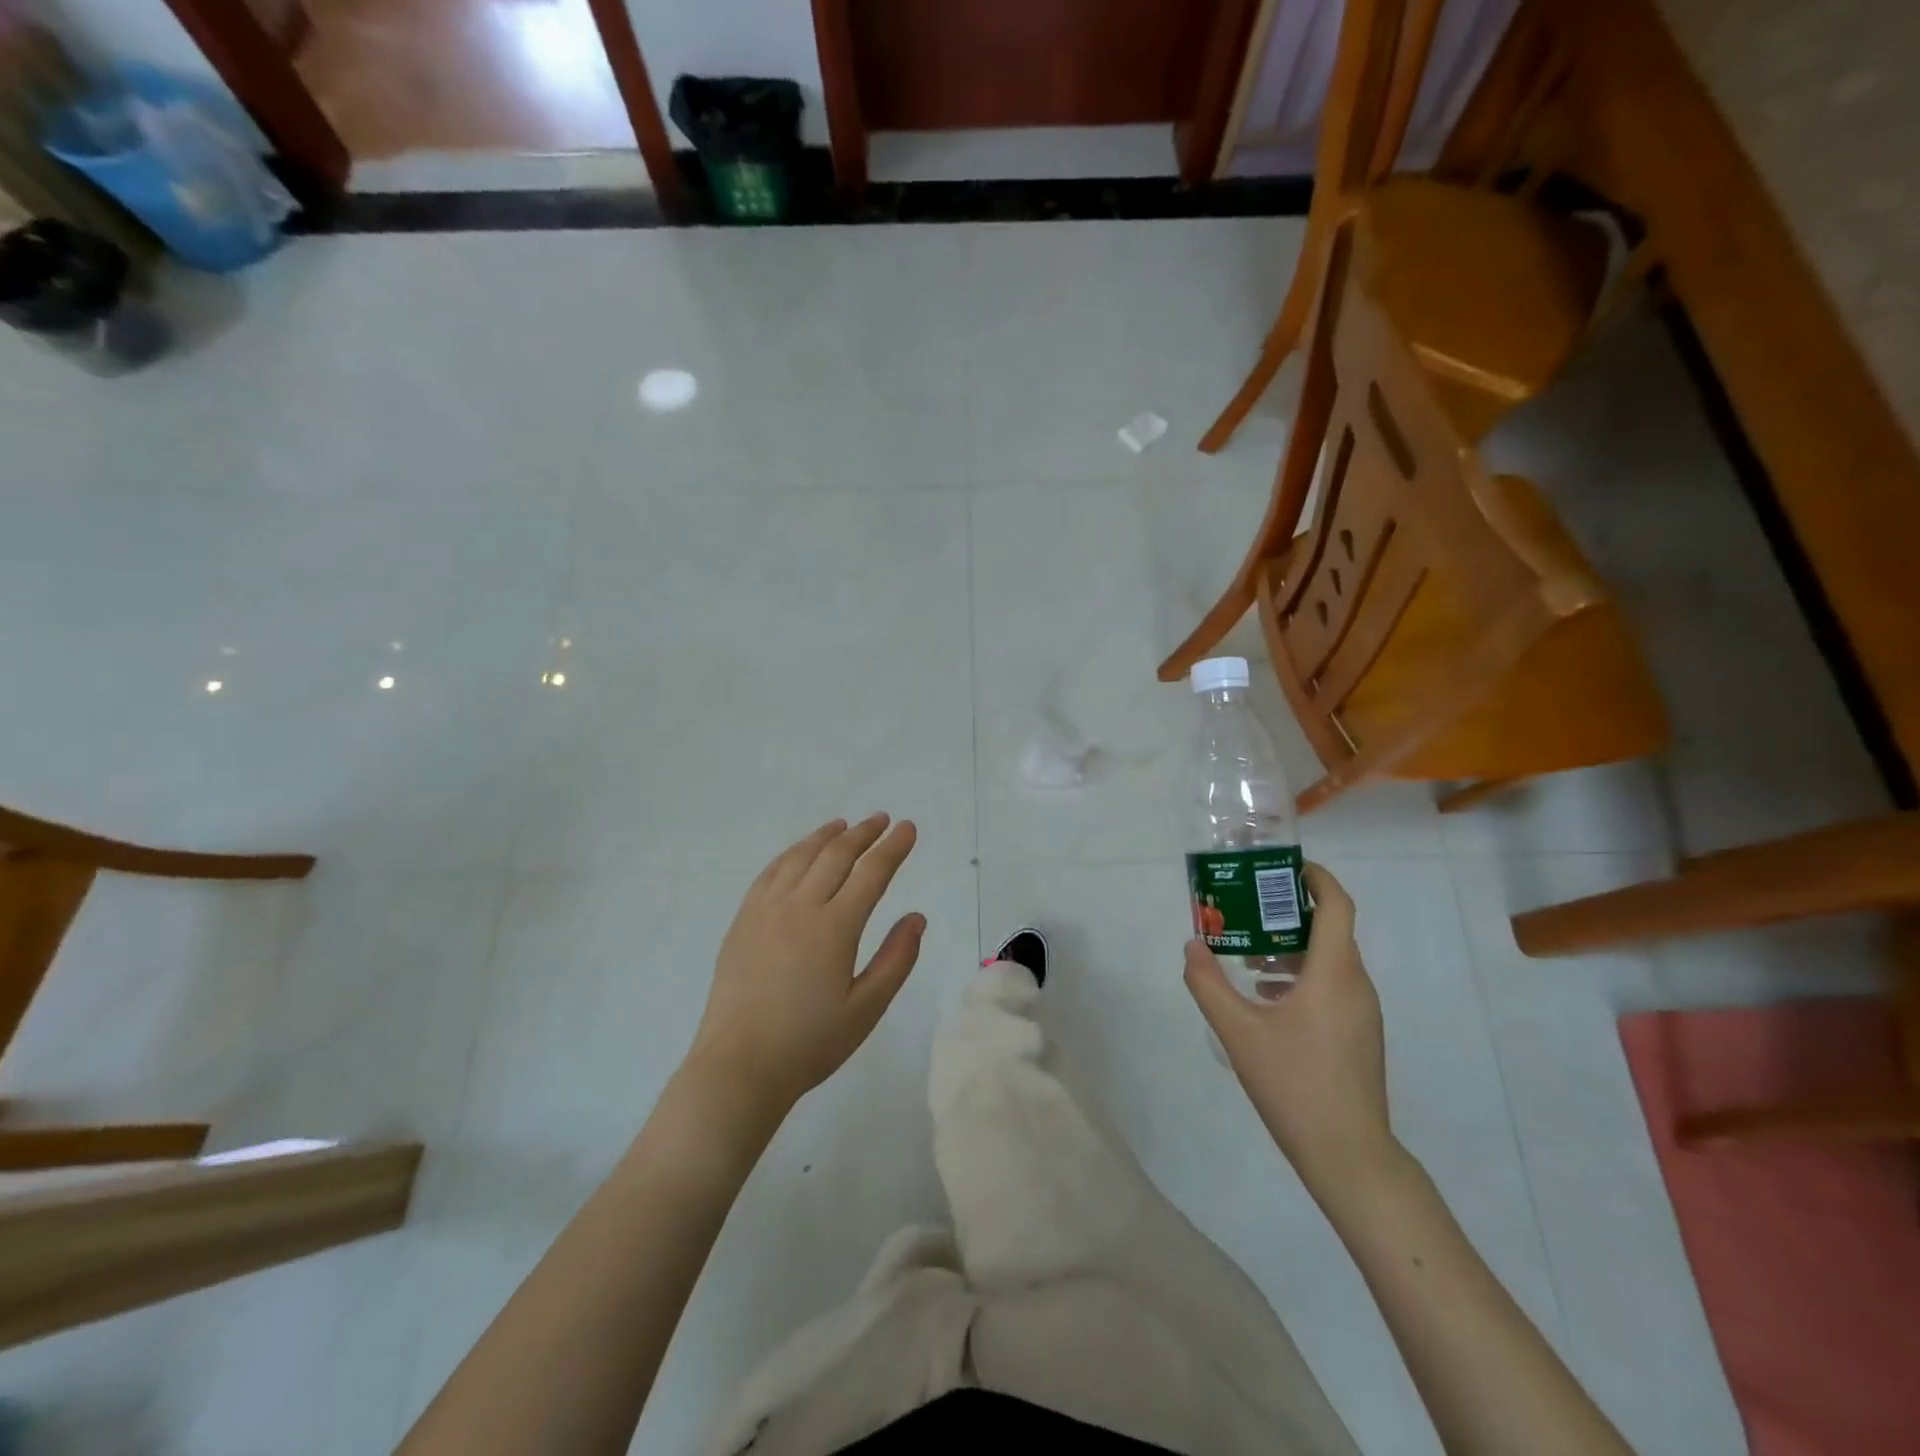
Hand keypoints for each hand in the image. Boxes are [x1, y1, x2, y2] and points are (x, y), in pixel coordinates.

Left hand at [687, 815, 924, 1119]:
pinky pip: (770, 873)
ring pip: (800, 857)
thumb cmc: (809, 1044)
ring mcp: (765, 910)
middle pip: (835, 855)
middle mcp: (799, 907)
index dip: (893, 847)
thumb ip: (896, 959)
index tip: (907, 828)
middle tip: (881, 820)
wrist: (738, 1067)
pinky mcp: (743, 921)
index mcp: (834, 928)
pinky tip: (799, 853)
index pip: (871, 873)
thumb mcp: (866, 1009)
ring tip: (843, 825)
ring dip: (826, 836)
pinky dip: (791, 854)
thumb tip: (916, 917)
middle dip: (863, 833)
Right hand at [1184, 864, 1395, 1200]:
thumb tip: (1192, 945)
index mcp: (1334, 973)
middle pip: (1329, 930)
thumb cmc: (1294, 1085)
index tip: (1283, 867)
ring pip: (1330, 961)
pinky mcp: (1360, 1035)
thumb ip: (1207, 983)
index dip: (1315, 878)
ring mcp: (1363, 1013)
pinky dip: (1301, 976)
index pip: (1336, 906)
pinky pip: (1332, 986)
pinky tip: (1266, 999)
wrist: (1349, 1155)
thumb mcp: (1238, 1032)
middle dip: (1287, 913)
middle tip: (1245, 910)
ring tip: (1247, 957)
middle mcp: (1356, 985)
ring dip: (1291, 948)